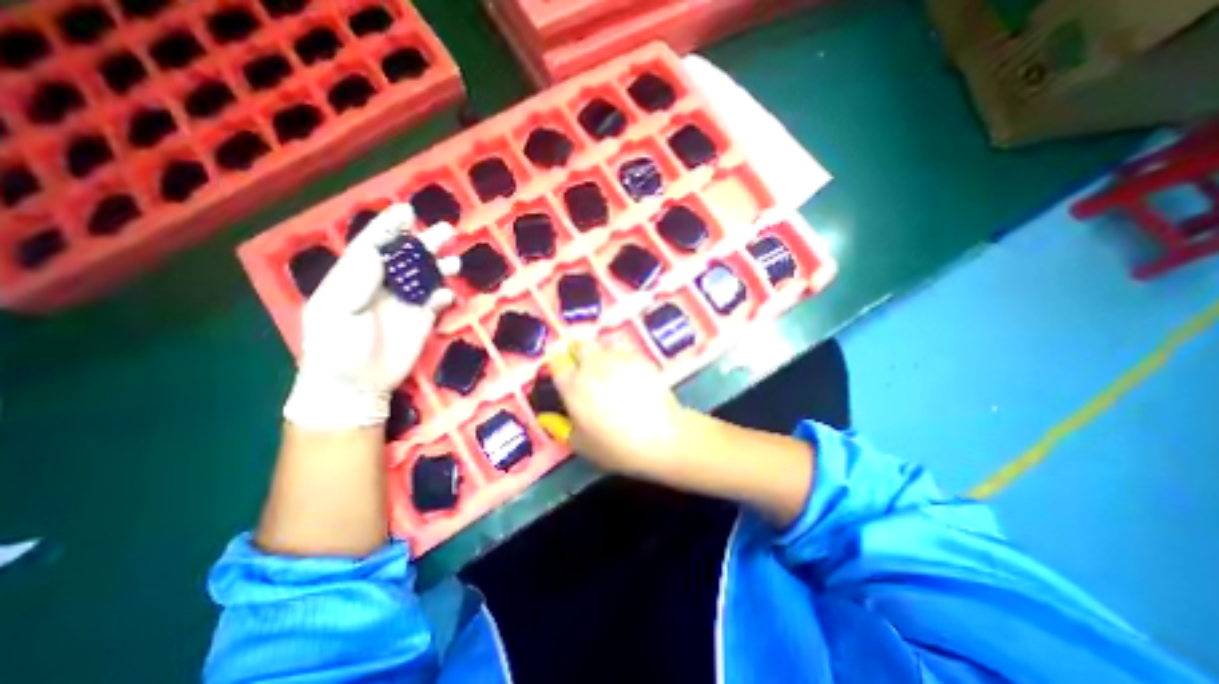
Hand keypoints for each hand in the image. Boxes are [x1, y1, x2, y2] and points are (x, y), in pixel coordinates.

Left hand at [282, 201, 459, 432]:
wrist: (356, 384)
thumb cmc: (337, 347)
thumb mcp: (336, 311)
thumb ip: (356, 280)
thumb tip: (376, 250)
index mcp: (355, 278)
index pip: (373, 245)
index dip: (389, 227)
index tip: (406, 210)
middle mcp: (383, 285)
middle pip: (407, 257)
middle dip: (425, 242)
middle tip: (446, 229)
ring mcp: (405, 302)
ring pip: (427, 276)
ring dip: (441, 266)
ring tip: (455, 260)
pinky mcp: (423, 319)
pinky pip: (437, 301)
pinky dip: (444, 296)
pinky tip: (446, 296)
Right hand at [543, 342, 694, 481]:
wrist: (661, 437)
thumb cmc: (616, 446)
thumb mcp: (581, 445)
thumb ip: (561, 428)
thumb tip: (548, 418)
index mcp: (573, 385)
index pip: (556, 364)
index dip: (559, 369)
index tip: (563, 377)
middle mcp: (592, 365)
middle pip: (579, 346)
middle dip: (578, 355)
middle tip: (585, 371)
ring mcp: (617, 358)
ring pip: (601, 343)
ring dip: (599, 351)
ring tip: (606, 366)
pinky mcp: (639, 357)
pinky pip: (623, 347)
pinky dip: (620, 354)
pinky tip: (626, 369)